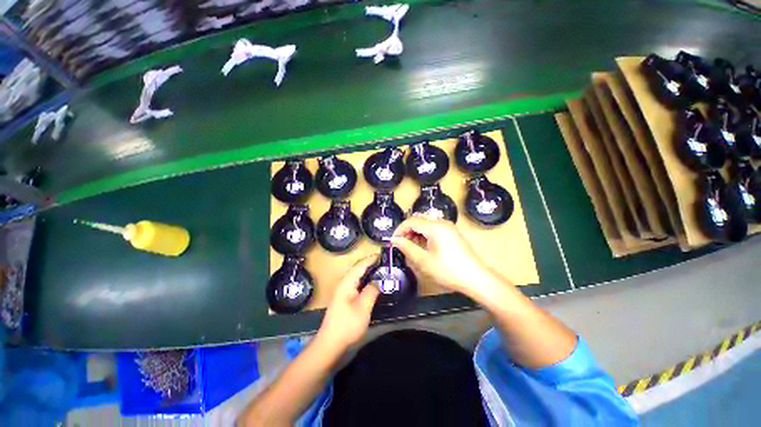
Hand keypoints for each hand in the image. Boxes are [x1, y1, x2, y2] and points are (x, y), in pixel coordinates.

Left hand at [316, 256, 379, 350]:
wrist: (330, 343)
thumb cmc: (347, 324)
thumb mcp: (363, 307)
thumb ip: (371, 291)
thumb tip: (378, 281)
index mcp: (347, 282)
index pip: (360, 265)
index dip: (371, 259)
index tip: (383, 255)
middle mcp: (344, 283)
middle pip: (358, 268)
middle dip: (370, 263)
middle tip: (385, 263)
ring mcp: (343, 290)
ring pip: (357, 276)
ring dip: (368, 271)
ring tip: (381, 270)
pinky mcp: (344, 298)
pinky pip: (356, 283)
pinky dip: (365, 280)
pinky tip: (372, 284)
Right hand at [391, 216, 506, 297]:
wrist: (476, 278)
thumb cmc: (448, 270)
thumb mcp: (424, 260)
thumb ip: (407, 248)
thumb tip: (394, 240)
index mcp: (434, 226)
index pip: (411, 220)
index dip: (400, 229)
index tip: (393, 241)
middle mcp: (442, 222)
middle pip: (419, 219)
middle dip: (408, 230)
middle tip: (402, 244)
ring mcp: (448, 227)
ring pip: (426, 223)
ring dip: (416, 232)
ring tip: (412, 247)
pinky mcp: (452, 233)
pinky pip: (434, 228)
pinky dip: (425, 235)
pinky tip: (424, 247)